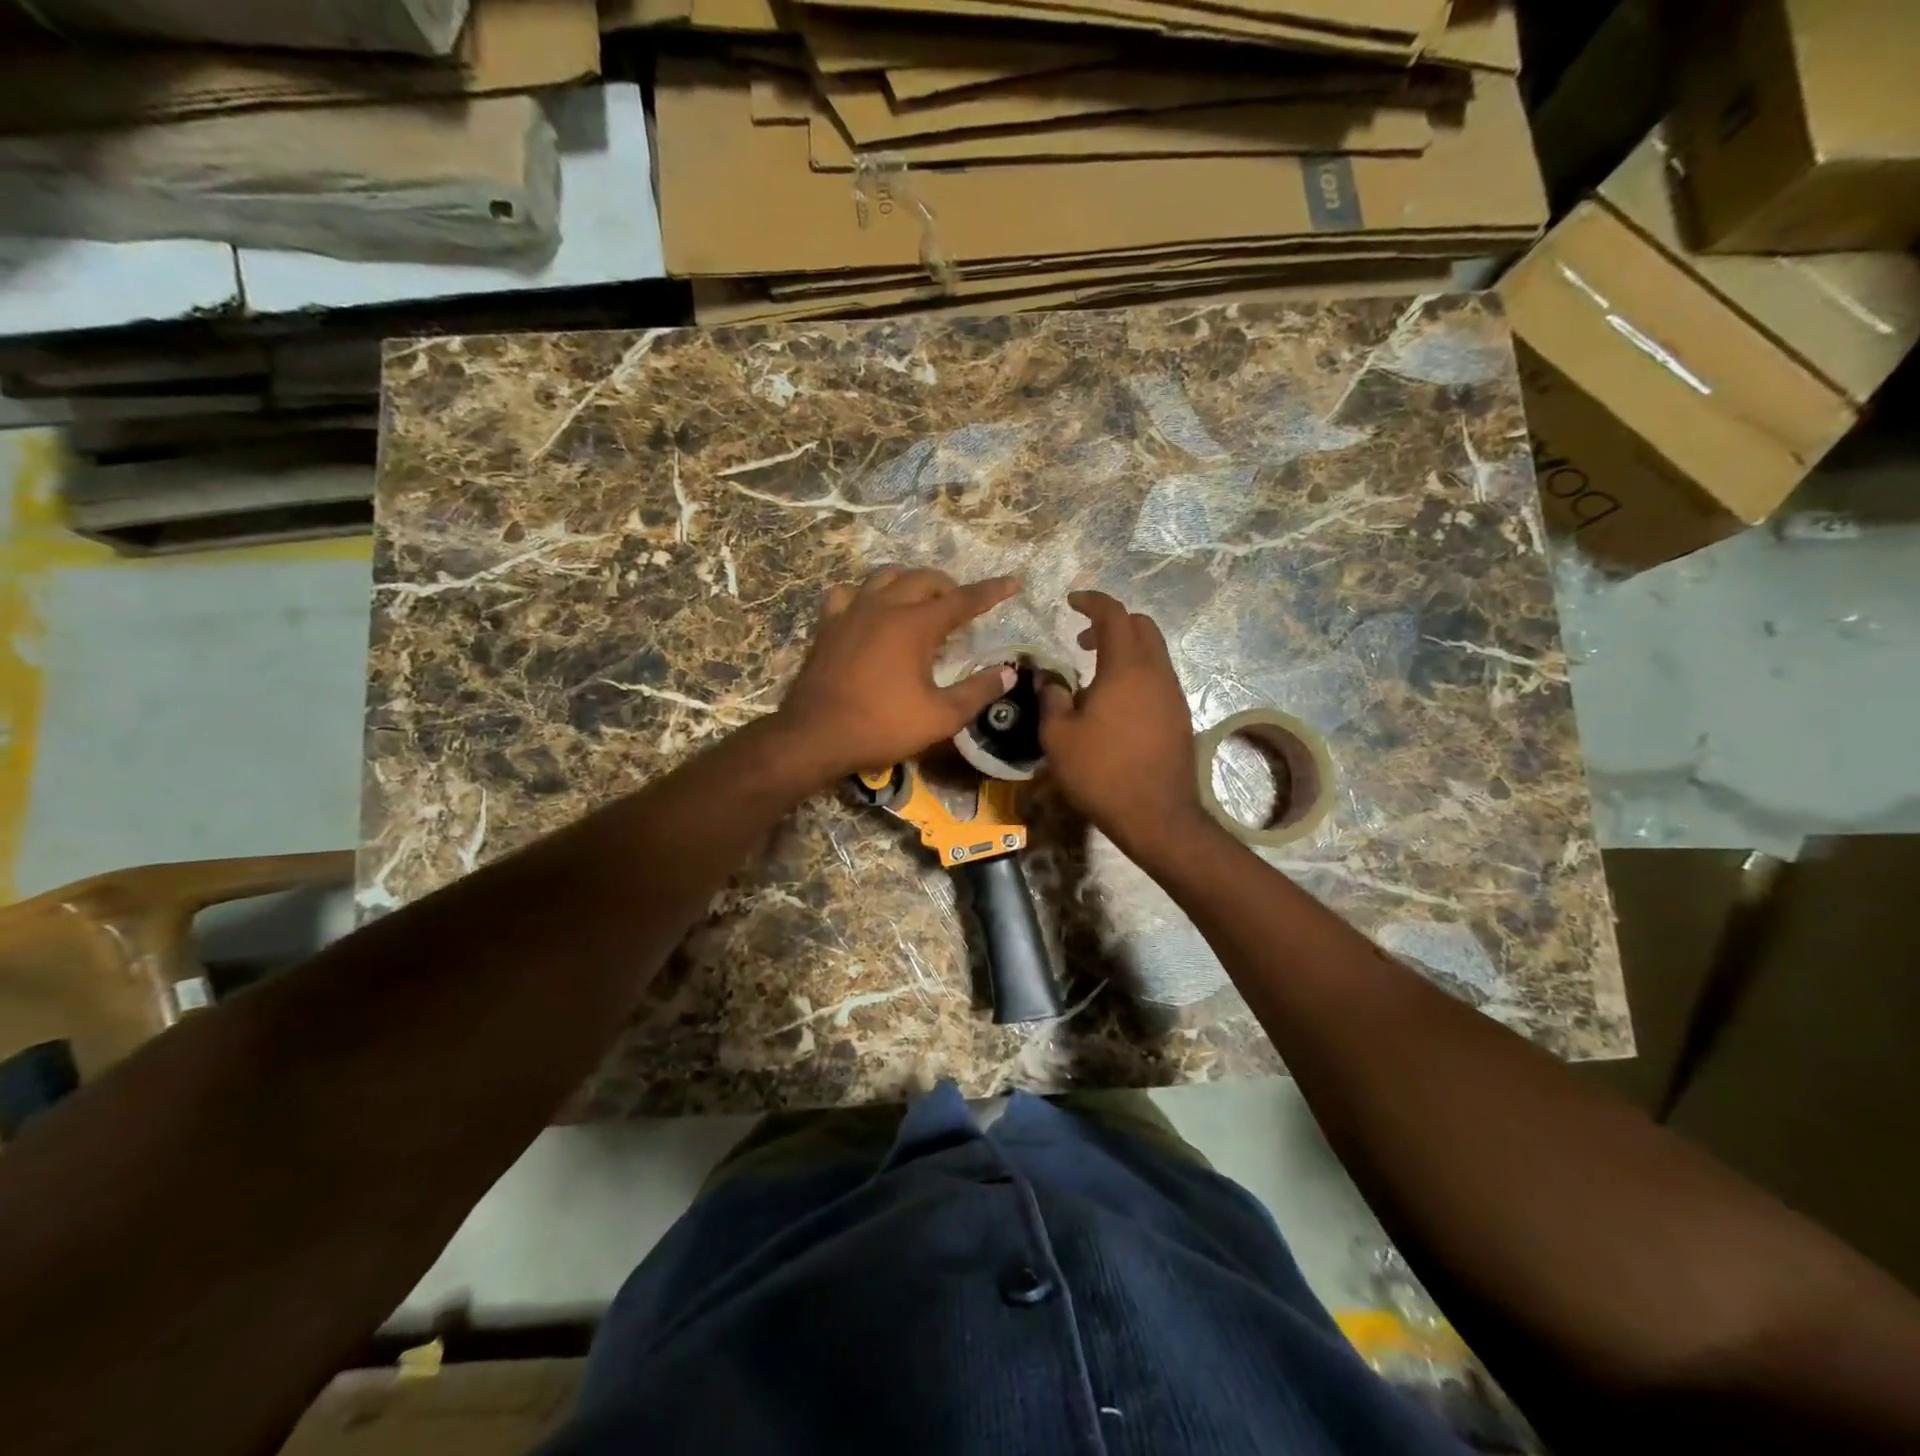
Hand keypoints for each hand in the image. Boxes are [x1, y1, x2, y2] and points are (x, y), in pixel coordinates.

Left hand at [777, 568, 1020, 781]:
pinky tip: (867, 610)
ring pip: (885, 577)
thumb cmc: (882, 726)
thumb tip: (1008, 674)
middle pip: (923, 579)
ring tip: (919, 601)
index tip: (1014, 583)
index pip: (963, 599)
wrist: (815, 736)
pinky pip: (846, 594)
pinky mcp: (827, 625)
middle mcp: (884, 607)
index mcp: (916, 625)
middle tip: (960, 607)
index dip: (992, 591)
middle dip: (948, 586)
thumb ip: (977, 692)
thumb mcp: (939, 717)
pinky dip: (864, 595)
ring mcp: (851, 612)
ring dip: (909, 583)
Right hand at [1039, 591, 1208, 855]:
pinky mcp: (1180, 716)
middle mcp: (1156, 672)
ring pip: (1153, 652)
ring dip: (1125, 649)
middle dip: (1111, 622)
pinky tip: (1115, 701)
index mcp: (1126, 667)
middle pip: (1141, 626)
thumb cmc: (1101, 772)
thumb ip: (1051, 697)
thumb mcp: (1058, 736)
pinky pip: (1158, 677)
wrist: (1156, 815)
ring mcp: (1173, 694)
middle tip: (1082, 638)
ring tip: (1095, 673)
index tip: (1071, 602)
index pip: (1113, 614)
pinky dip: (1136, 672)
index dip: (1092, 601)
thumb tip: (1050, 677)